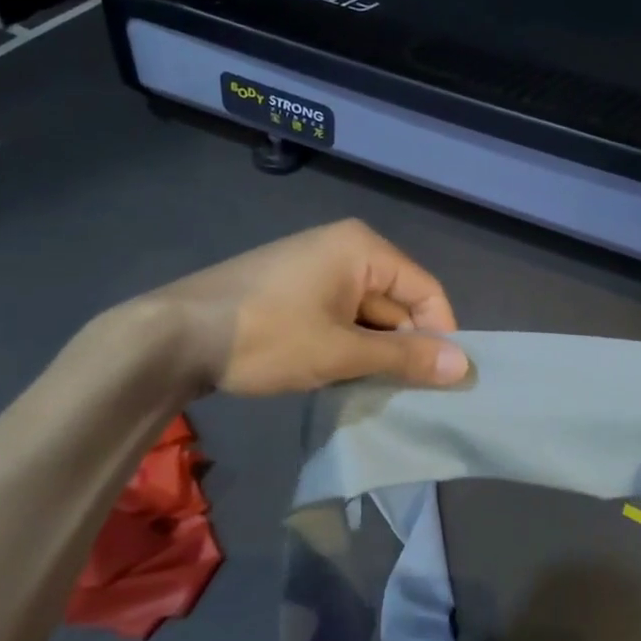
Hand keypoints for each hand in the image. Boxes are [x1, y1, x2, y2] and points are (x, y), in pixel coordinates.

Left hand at [142, 220, 467, 396]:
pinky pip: (340, 314)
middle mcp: (345, 246)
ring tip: (369, 389)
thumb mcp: (341, 353)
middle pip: (396, 300)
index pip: (426, 290)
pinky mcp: (295, 287)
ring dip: (372, 350)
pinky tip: (337, 374)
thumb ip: (404, 358)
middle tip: (404, 394)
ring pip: (367, 313)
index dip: (439, 335)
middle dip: (402, 346)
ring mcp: (316, 265)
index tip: (440, 382)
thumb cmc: (268, 335)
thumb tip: (465, 367)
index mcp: (363, 248)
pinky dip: (346, 344)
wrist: (175, 334)